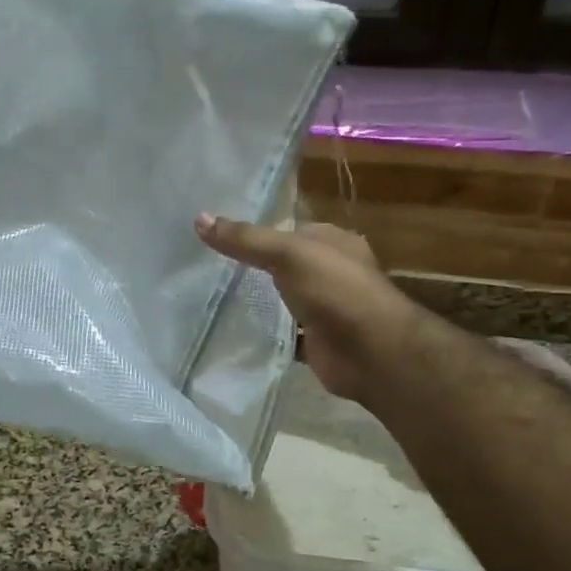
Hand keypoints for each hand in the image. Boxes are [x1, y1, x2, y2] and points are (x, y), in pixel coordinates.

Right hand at [195, 214, 417, 404]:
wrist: (371, 352)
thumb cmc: (335, 290)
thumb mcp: (288, 253)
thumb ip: (245, 239)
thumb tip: (198, 218)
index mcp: (333, 242)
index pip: (290, 230)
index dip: (257, 231)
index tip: (218, 236)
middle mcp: (332, 272)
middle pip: (286, 266)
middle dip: (256, 267)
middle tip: (208, 268)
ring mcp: (327, 309)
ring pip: (286, 300)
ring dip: (261, 302)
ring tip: (213, 298)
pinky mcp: (319, 341)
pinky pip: (287, 334)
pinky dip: (268, 334)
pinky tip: (236, 332)